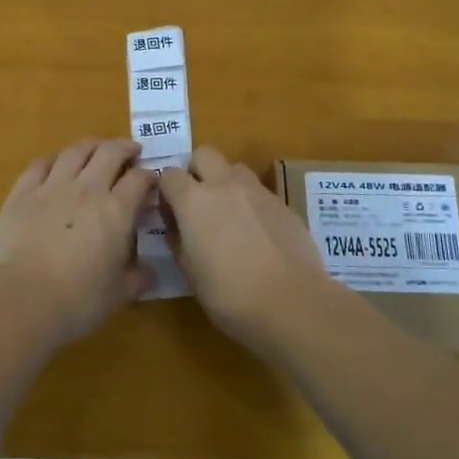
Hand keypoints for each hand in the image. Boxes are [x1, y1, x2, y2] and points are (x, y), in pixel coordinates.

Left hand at [0, 138, 156, 343]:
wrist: (20, 298)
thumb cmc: (77, 301)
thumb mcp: (118, 294)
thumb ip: (137, 278)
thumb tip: (150, 272)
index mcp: (116, 211)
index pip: (139, 180)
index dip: (148, 175)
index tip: (151, 179)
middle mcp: (87, 189)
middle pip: (109, 153)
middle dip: (124, 148)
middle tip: (130, 151)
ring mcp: (52, 187)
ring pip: (75, 151)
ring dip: (91, 146)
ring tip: (97, 148)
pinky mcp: (22, 192)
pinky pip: (40, 164)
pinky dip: (53, 160)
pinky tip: (56, 164)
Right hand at [159, 146, 330, 346]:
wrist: (292, 303)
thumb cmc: (229, 294)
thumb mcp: (189, 272)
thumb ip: (178, 239)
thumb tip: (176, 225)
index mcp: (193, 200)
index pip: (169, 175)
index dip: (167, 192)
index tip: (171, 213)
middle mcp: (224, 185)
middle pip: (204, 154)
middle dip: (197, 171)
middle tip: (199, 203)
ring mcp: (258, 191)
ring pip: (235, 169)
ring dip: (227, 183)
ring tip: (230, 215)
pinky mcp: (283, 204)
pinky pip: (260, 192)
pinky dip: (252, 204)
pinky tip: (258, 234)